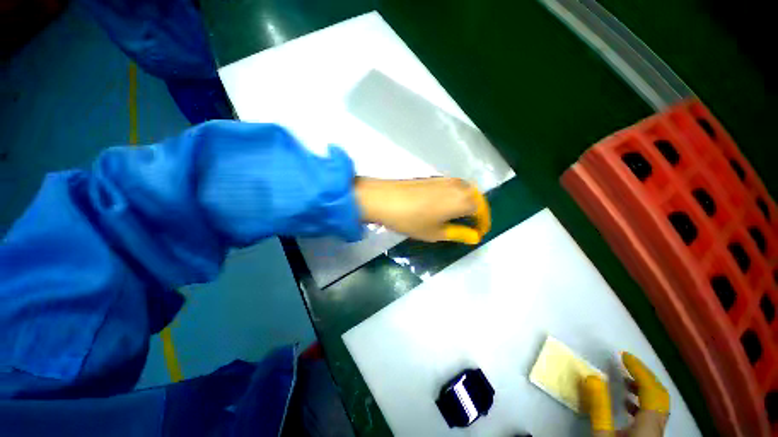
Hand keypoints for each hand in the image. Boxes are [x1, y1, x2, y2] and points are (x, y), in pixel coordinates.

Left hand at [354, 177, 490, 243]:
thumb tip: (474, 236)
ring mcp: (446, 179)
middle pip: (476, 198)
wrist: (385, 198)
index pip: (482, 211)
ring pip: (465, 190)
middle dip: (478, 212)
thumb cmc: (412, 220)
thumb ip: (458, 233)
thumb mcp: (436, 232)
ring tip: (460, 217)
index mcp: (463, 200)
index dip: (482, 224)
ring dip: (468, 203)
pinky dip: (457, 196)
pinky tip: (447, 205)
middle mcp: (459, 186)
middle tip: (471, 225)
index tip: (477, 234)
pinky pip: (454, 186)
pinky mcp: (434, 177)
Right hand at [582, 352, 669, 436]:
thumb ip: (599, 406)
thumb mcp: (602, 434)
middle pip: (660, 396)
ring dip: (643, 388)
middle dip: (644, 376)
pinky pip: (653, 414)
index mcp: (649, 425)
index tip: (623, 356)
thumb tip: (592, 376)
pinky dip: (642, 402)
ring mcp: (657, 433)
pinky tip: (627, 403)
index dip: (640, 370)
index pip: (652, 390)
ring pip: (658, 405)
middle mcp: (658, 426)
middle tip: (626, 363)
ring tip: (624, 379)